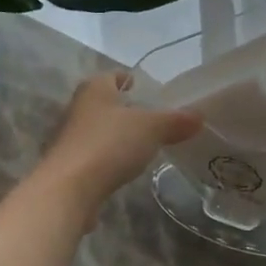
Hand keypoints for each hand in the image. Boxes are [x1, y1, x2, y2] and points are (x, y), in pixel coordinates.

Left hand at [34, 71, 202, 218]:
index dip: (128, 79)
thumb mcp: (151, 128)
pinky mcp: (67, 168)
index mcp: (94, 89)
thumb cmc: (109, 144)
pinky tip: (122, 170)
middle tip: (149, 118)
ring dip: (115, 136)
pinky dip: (107, 160)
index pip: (113, 76)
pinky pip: (93, 157)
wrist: (67, 190)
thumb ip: (175, 121)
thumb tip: (199, 116)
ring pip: (97, 130)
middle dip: (123, 109)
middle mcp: (77, 109)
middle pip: (104, 103)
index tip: (143, 86)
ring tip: (140, 145)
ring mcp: (68, 139)